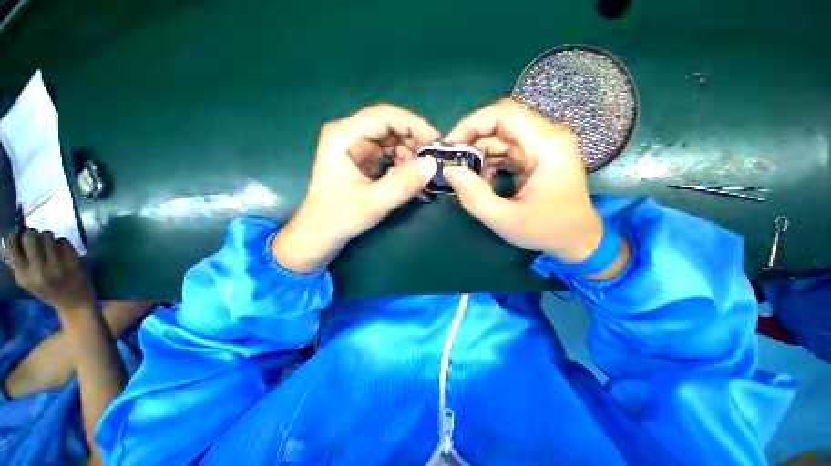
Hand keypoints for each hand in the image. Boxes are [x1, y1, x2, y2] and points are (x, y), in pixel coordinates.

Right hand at [5, 229, 94, 314]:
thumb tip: (14, 236)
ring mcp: (56, 265)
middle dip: (33, 234)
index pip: (12, 246)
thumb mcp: (27, 281)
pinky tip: (62, 252)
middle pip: (30, 236)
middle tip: (36, 239)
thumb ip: (19, 262)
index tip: (19, 235)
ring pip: (47, 235)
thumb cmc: (47, 290)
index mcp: (23, 276)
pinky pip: (63, 240)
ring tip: (50, 247)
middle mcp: (38, 270)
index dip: (15, 236)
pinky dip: (62, 243)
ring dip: (48, 238)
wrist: (74, 302)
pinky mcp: (72, 261)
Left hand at [273, 104, 438, 272]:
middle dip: (415, 145)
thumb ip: (404, 183)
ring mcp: (357, 148)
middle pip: (391, 128)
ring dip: (411, 158)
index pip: (385, 116)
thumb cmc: (340, 217)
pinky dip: (404, 167)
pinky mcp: (364, 160)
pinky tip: (412, 181)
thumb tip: (432, 164)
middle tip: (434, 163)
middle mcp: (350, 135)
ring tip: (422, 178)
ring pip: (393, 143)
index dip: (414, 125)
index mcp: (344, 136)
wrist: (322, 233)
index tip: (437, 143)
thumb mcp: (374, 202)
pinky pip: (390, 156)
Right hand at [443, 99, 603, 263]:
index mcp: (547, 144)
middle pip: (500, 125)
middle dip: (471, 143)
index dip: (471, 124)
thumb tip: (449, 171)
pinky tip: (482, 181)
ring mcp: (542, 146)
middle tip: (452, 166)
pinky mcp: (535, 157)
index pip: (504, 113)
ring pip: (499, 138)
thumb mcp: (504, 219)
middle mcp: (546, 137)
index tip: (450, 146)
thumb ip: (473, 196)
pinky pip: (505, 151)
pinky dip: (488, 163)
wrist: (578, 239)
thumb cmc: (547, 230)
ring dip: (478, 156)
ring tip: (466, 178)